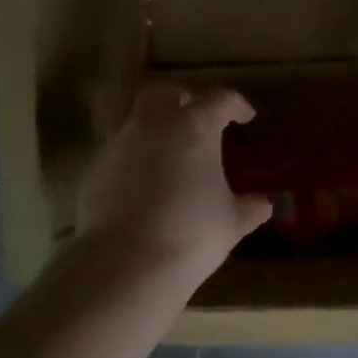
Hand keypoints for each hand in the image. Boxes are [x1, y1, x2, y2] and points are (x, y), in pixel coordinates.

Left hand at [77, 84, 272, 284]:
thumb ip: (248, 208)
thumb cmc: (192, 233)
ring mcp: (118, 145)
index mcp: (194, 127)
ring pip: (136, 123)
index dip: (236, 106)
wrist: (126, 262)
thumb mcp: (231, 222)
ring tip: (170, 158)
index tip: (245, 117)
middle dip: (182, 101)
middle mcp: (153, 126)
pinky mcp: (94, 171)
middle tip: (197, 120)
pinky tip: (144, 186)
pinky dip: (134, 161)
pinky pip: (118, 154)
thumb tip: (263, 205)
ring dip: (154, 132)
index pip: (219, 100)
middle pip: (164, 94)